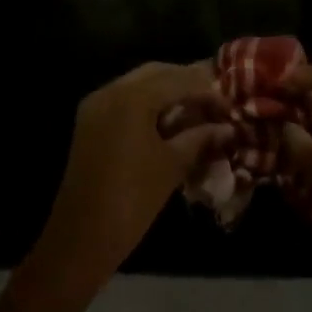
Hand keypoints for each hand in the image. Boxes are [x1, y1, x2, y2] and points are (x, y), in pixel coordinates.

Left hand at [26, 61, 226, 292]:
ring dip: (168, 92)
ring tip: (197, 110)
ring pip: (139, 84)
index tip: (231, 105)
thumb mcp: (173, 165)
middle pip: (157, 73)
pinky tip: (170, 121)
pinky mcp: (90, 121)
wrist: (81, 237)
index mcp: (132, 98)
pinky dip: (149, 104)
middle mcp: (111, 91)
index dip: (208, 90)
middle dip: (187, 83)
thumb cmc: (132, 200)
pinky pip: (125, 100)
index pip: (179, 80)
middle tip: (215, 101)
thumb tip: (228, 128)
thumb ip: (201, 137)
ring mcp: (96, 105)